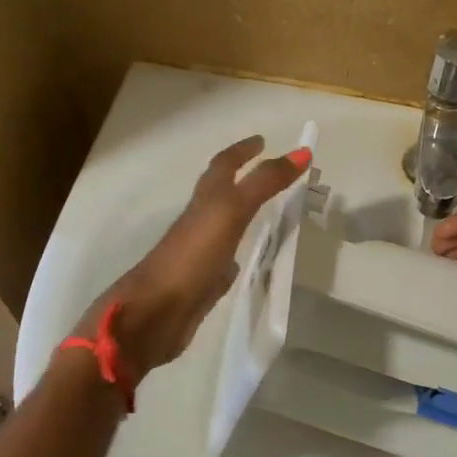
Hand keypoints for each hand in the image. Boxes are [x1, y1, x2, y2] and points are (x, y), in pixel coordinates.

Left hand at [77, 136, 310, 388]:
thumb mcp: (230, 212)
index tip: (263, 141)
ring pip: (225, 225)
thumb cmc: (191, 257)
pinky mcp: (203, 282)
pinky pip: (225, 260)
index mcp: (204, 201)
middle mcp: (200, 222)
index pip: (224, 166)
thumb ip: (264, 183)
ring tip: (270, 210)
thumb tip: (302, 152)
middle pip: (222, 192)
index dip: (242, 151)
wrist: (154, 315)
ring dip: (243, 213)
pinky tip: (250, 259)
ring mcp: (200, 253)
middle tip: (273, 172)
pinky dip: (238, 253)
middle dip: (244, 177)